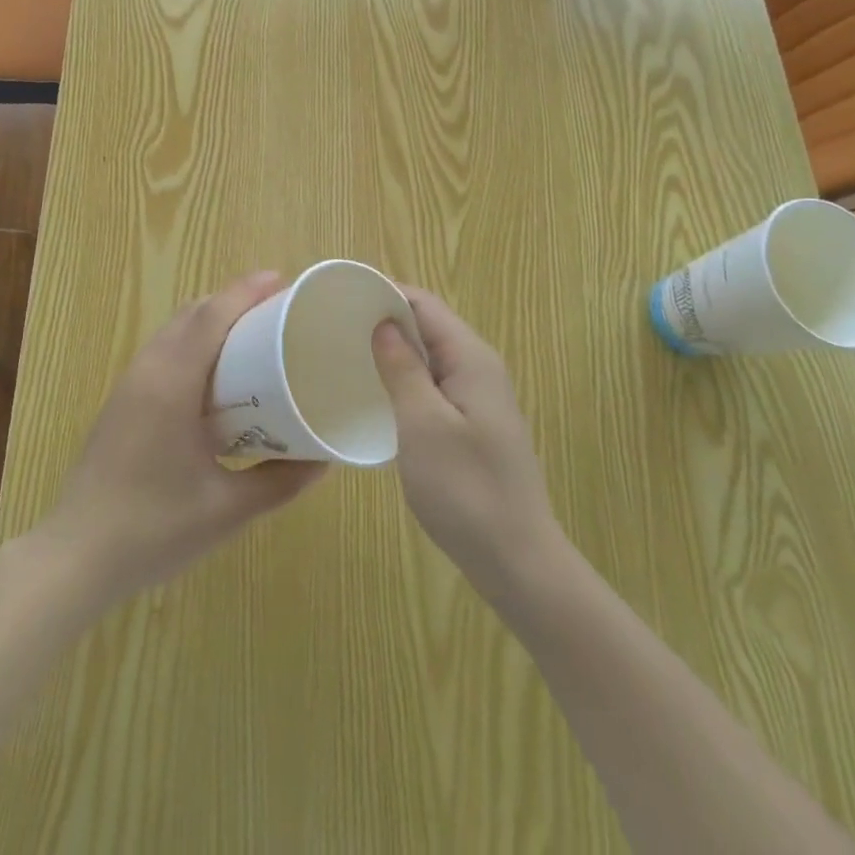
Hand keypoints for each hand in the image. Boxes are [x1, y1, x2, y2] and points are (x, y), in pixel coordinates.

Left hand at [38, 271, 326, 603]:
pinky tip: (214, 368)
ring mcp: (129, 385)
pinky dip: (193, 339)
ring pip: (174, 329)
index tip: (282, 280)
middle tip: (276, 306)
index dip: (246, 291)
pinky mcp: (122, 402)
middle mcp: (147, 371)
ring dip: (210, 317)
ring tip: (251, 329)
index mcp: (172, 384)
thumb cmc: (153, 530)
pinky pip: (162, 350)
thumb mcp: (227, 510)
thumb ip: (279, 483)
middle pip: (192, 313)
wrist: (75, 557)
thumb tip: (322, 459)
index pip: (211, 317)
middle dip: (233, 299)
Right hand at [372, 288, 563, 602]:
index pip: (425, 304)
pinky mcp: (474, 424)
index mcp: (471, 358)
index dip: (385, 292)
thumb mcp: (423, 424)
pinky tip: (379, 394)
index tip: (341, 296)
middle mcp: (479, 368)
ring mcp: (480, 398)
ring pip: (431, 356)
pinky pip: (435, 384)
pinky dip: (406, 378)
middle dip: (386, 318)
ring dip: (394, 350)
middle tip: (336, 325)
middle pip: (429, 325)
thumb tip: (383, 323)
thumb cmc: (466, 489)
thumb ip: (402, 369)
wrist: (518, 561)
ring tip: (348, 353)